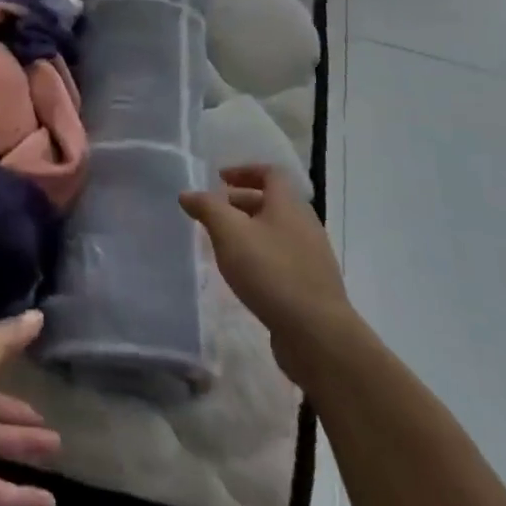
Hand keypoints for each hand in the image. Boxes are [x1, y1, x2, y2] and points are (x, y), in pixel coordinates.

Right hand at [180, 165, 360, 388]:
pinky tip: (244, 273)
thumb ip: (207, 208)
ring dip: (249, 230)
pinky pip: (282, 256)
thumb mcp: (229, 233)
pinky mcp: (311, 285)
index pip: (270, 173)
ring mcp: (312, 257)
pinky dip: (260, 254)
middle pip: (272, 202)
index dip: (244, 171)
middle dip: (240, 202)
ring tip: (223, 244)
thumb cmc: (271, 272)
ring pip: (276, 231)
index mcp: (289, 205)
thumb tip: (187, 193)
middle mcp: (305, 225)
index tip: (219, 179)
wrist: (318, 334)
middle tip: (213, 213)